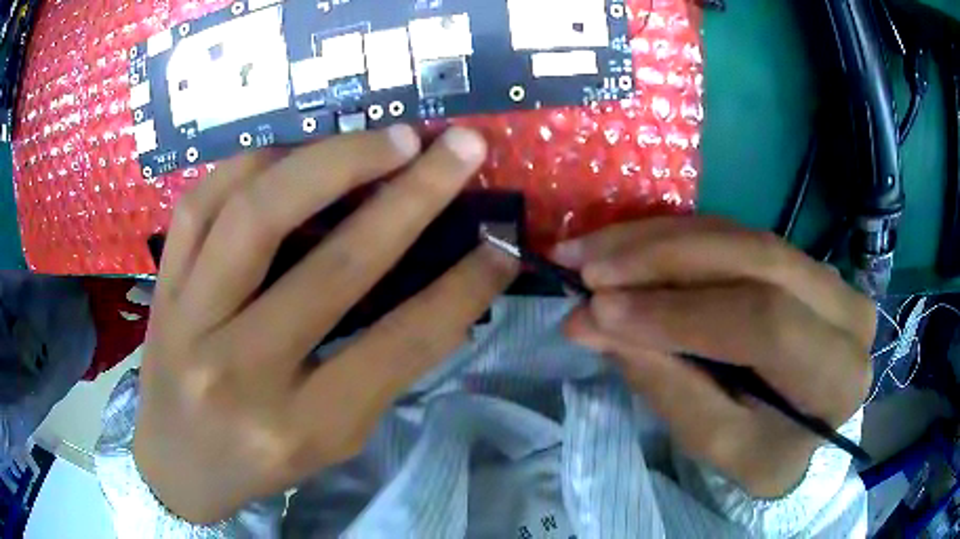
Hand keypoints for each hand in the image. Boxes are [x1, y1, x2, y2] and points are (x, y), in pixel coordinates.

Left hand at [134, 126, 517, 522]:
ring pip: (257, 212)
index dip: (462, 288)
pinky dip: (255, 162)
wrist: (174, 463)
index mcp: (299, 427)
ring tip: (388, 138)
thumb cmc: (259, 462)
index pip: (398, 345)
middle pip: (332, 266)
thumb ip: (380, 367)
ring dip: (333, 159)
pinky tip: (296, 151)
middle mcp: (239, 371)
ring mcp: (189, 320)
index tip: (502, 244)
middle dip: (412, 195)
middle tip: (458, 148)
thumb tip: (442, 286)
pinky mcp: (163, 286)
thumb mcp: (332, 440)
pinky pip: (202, 202)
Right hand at [554, 218, 874, 497]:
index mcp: (837, 372)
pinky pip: (734, 232)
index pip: (765, 323)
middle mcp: (844, 307)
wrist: (801, 428)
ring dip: (657, 239)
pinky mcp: (798, 257)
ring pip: (739, 235)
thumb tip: (591, 323)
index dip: (680, 312)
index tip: (599, 310)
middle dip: (662, 258)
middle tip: (586, 267)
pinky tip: (625, 244)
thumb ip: (665, 382)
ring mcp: (826, 272)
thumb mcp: (717, 443)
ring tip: (590, 251)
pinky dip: (674, 237)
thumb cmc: (764, 452)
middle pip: (754, 258)